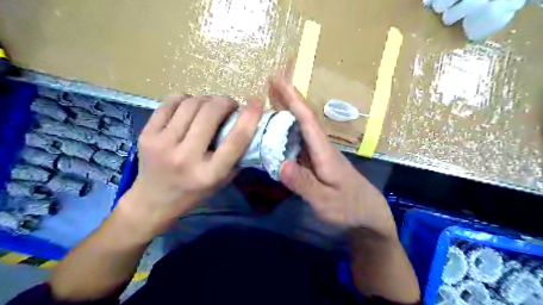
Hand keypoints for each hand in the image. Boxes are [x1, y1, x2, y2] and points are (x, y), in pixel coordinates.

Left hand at [115, 96, 263, 239]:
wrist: (153, 201)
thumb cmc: (194, 192)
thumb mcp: (222, 180)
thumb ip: (236, 156)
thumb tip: (248, 125)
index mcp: (210, 174)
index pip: (235, 140)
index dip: (249, 117)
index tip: (256, 102)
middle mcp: (186, 158)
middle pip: (210, 114)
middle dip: (225, 102)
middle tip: (229, 105)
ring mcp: (162, 144)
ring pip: (190, 104)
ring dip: (207, 99)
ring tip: (210, 107)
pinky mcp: (146, 134)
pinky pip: (170, 103)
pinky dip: (185, 99)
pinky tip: (189, 107)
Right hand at [271, 78, 395, 238]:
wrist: (368, 213)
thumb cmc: (348, 207)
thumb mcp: (325, 201)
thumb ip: (304, 184)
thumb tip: (281, 164)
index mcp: (324, 152)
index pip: (308, 120)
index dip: (292, 99)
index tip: (278, 81)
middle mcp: (322, 147)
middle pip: (305, 117)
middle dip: (289, 97)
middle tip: (271, 81)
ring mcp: (320, 153)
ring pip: (302, 126)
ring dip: (289, 109)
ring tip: (271, 98)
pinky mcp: (318, 160)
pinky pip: (301, 139)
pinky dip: (289, 128)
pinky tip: (280, 128)